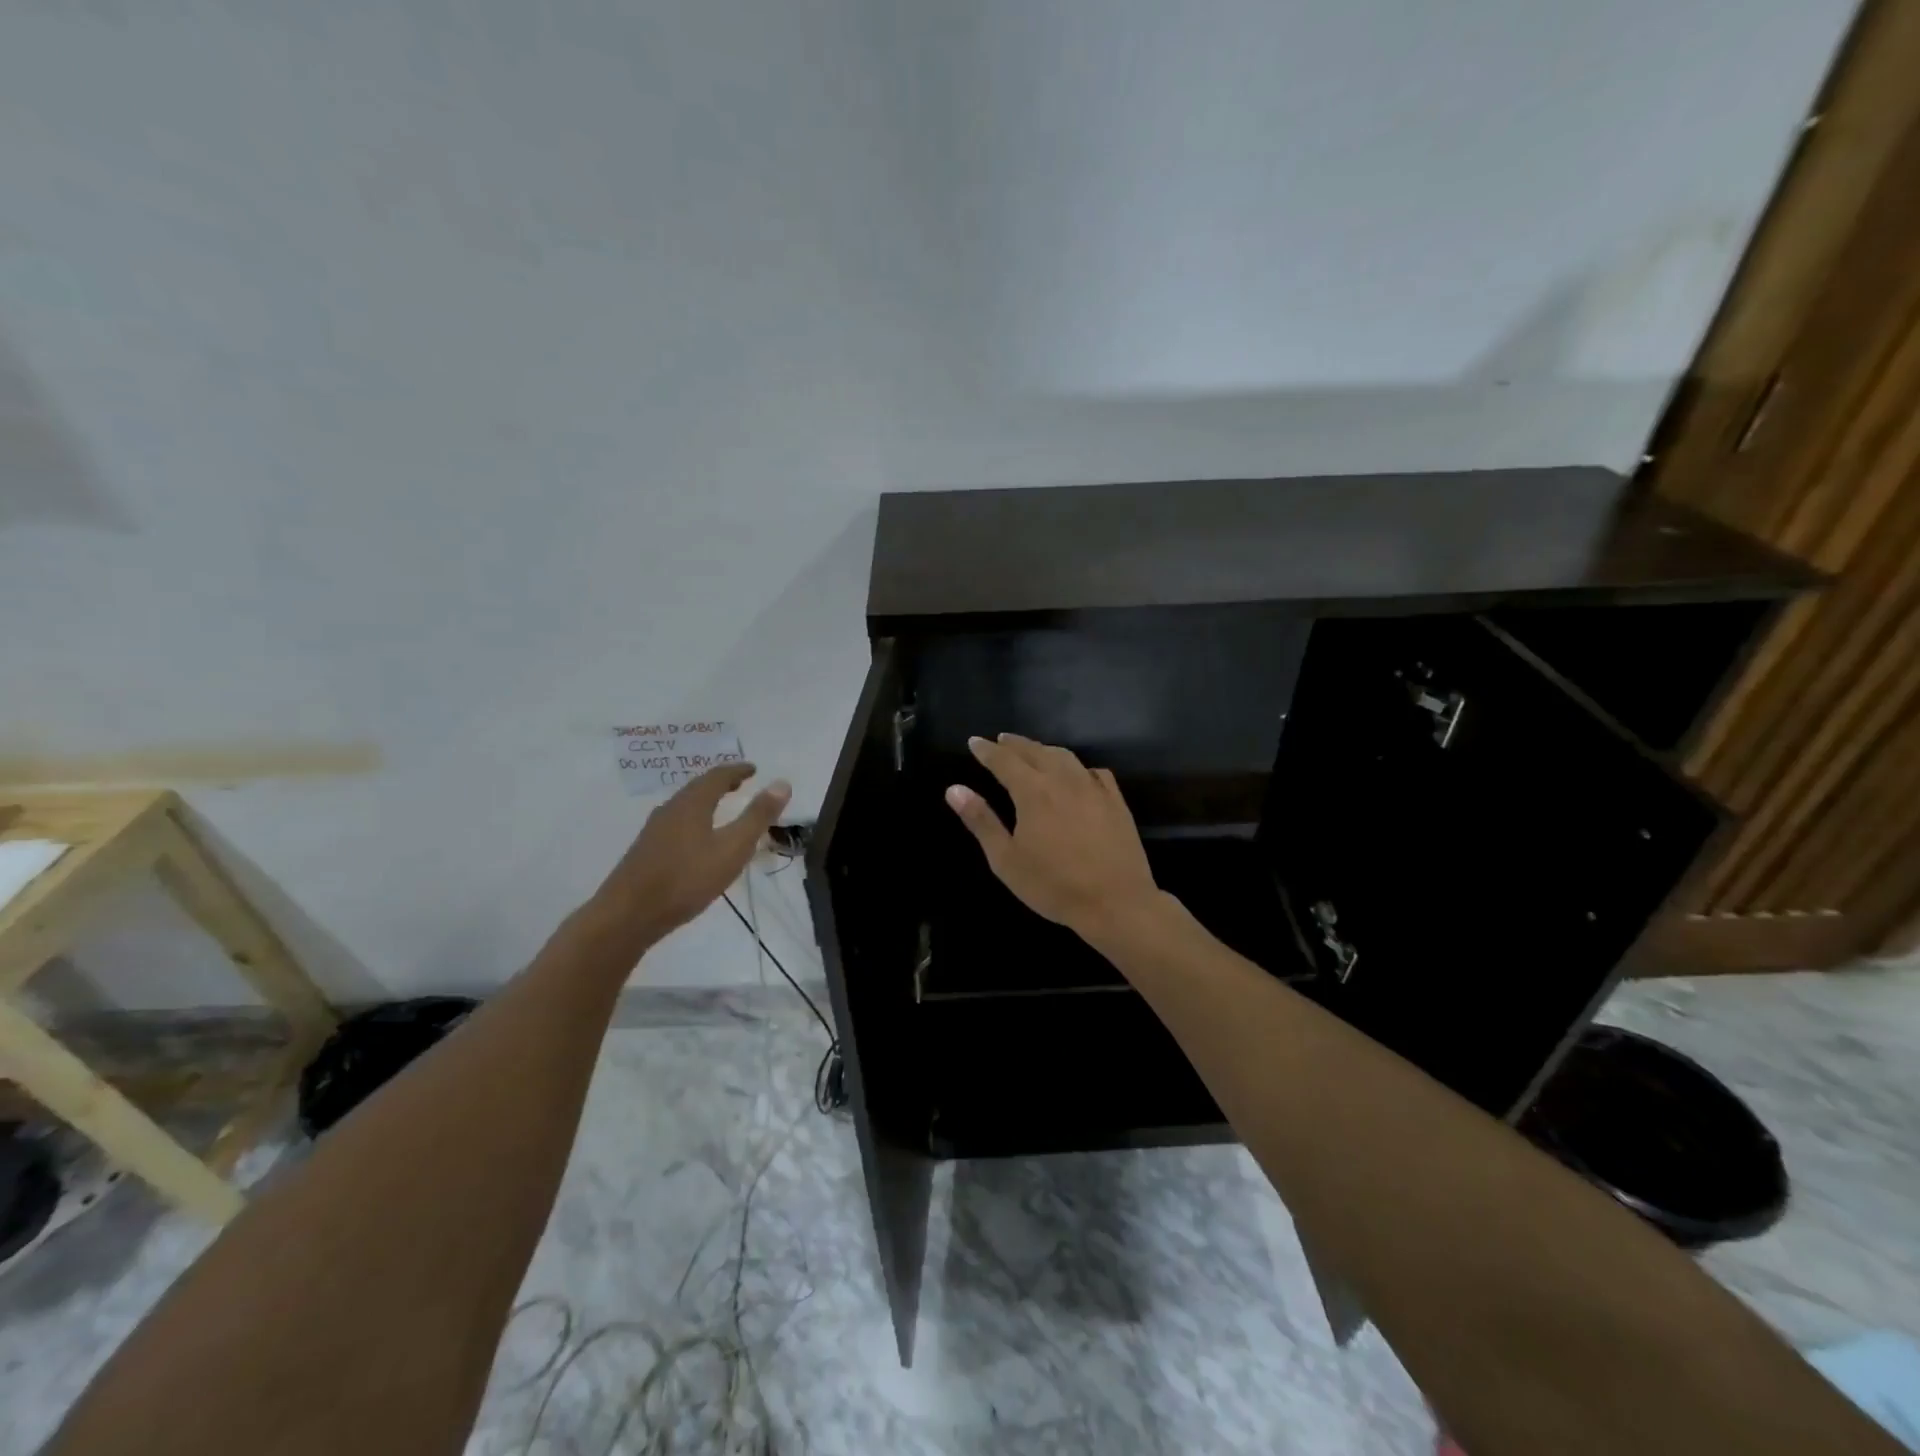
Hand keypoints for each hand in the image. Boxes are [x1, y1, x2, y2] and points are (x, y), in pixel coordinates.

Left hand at [583, 764, 791, 954]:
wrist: (628, 915)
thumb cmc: (686, 879)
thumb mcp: (733, 848)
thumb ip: (757, 817)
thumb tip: (782, 783)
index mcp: (692, 804)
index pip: (717, 776)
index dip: (737, 770)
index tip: (753, 769)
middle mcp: (670, 810)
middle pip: (697, 788)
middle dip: (720, 783)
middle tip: (739, 784)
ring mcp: (654, 831)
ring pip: (684, 806)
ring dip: (705, 801)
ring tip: (720, 807)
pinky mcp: (645, 851)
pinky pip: (675, 823)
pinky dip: (693, 819)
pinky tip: (695, 839)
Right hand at [945, 734, 1158, 940]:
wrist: (1115, 902)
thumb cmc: (1053, 885)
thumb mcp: (1006, 859)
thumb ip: (981, 821)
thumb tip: (954, 789)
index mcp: (1033, 791)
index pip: (1004, 760)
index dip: (987, 750)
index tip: (974, 741)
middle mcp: (1063, 780)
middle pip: (1035, 751)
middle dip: (1014, 744)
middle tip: (1000, 740)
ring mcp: (1093, 788)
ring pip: (1065, 757)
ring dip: (1044, 750)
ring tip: (1033, 752)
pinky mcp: (1116, 801)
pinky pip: (1094, 772)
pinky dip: (1078, 767)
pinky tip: (1077, 774)